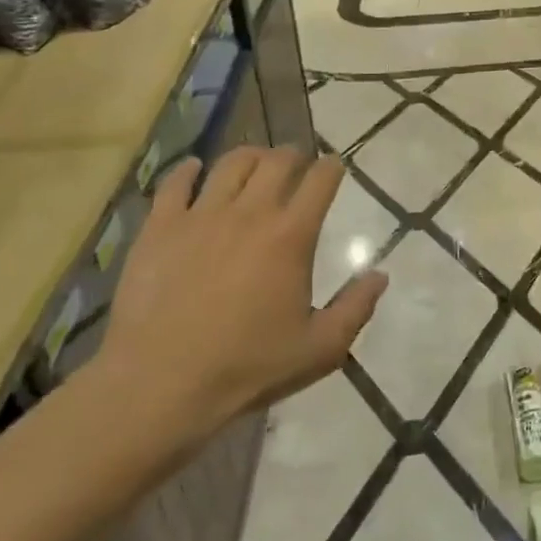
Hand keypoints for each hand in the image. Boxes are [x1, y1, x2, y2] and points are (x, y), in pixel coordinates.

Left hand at [94, 146, 386, 447]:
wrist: (159, 385)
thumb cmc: (246, 367)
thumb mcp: (319, 349)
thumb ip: (356, 309)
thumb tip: (381, 275)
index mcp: (291, 235)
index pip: (320, 179)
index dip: (332, 167)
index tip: (334, 167)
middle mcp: (250, 212)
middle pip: (278, 160)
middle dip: (293, 155)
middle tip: (297, 164)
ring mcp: (201, 215)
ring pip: (231, 163)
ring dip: (250, 156)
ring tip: (254, 164)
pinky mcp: (160, 227)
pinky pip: (175, 183)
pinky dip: (188, 170)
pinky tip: (194, 170)